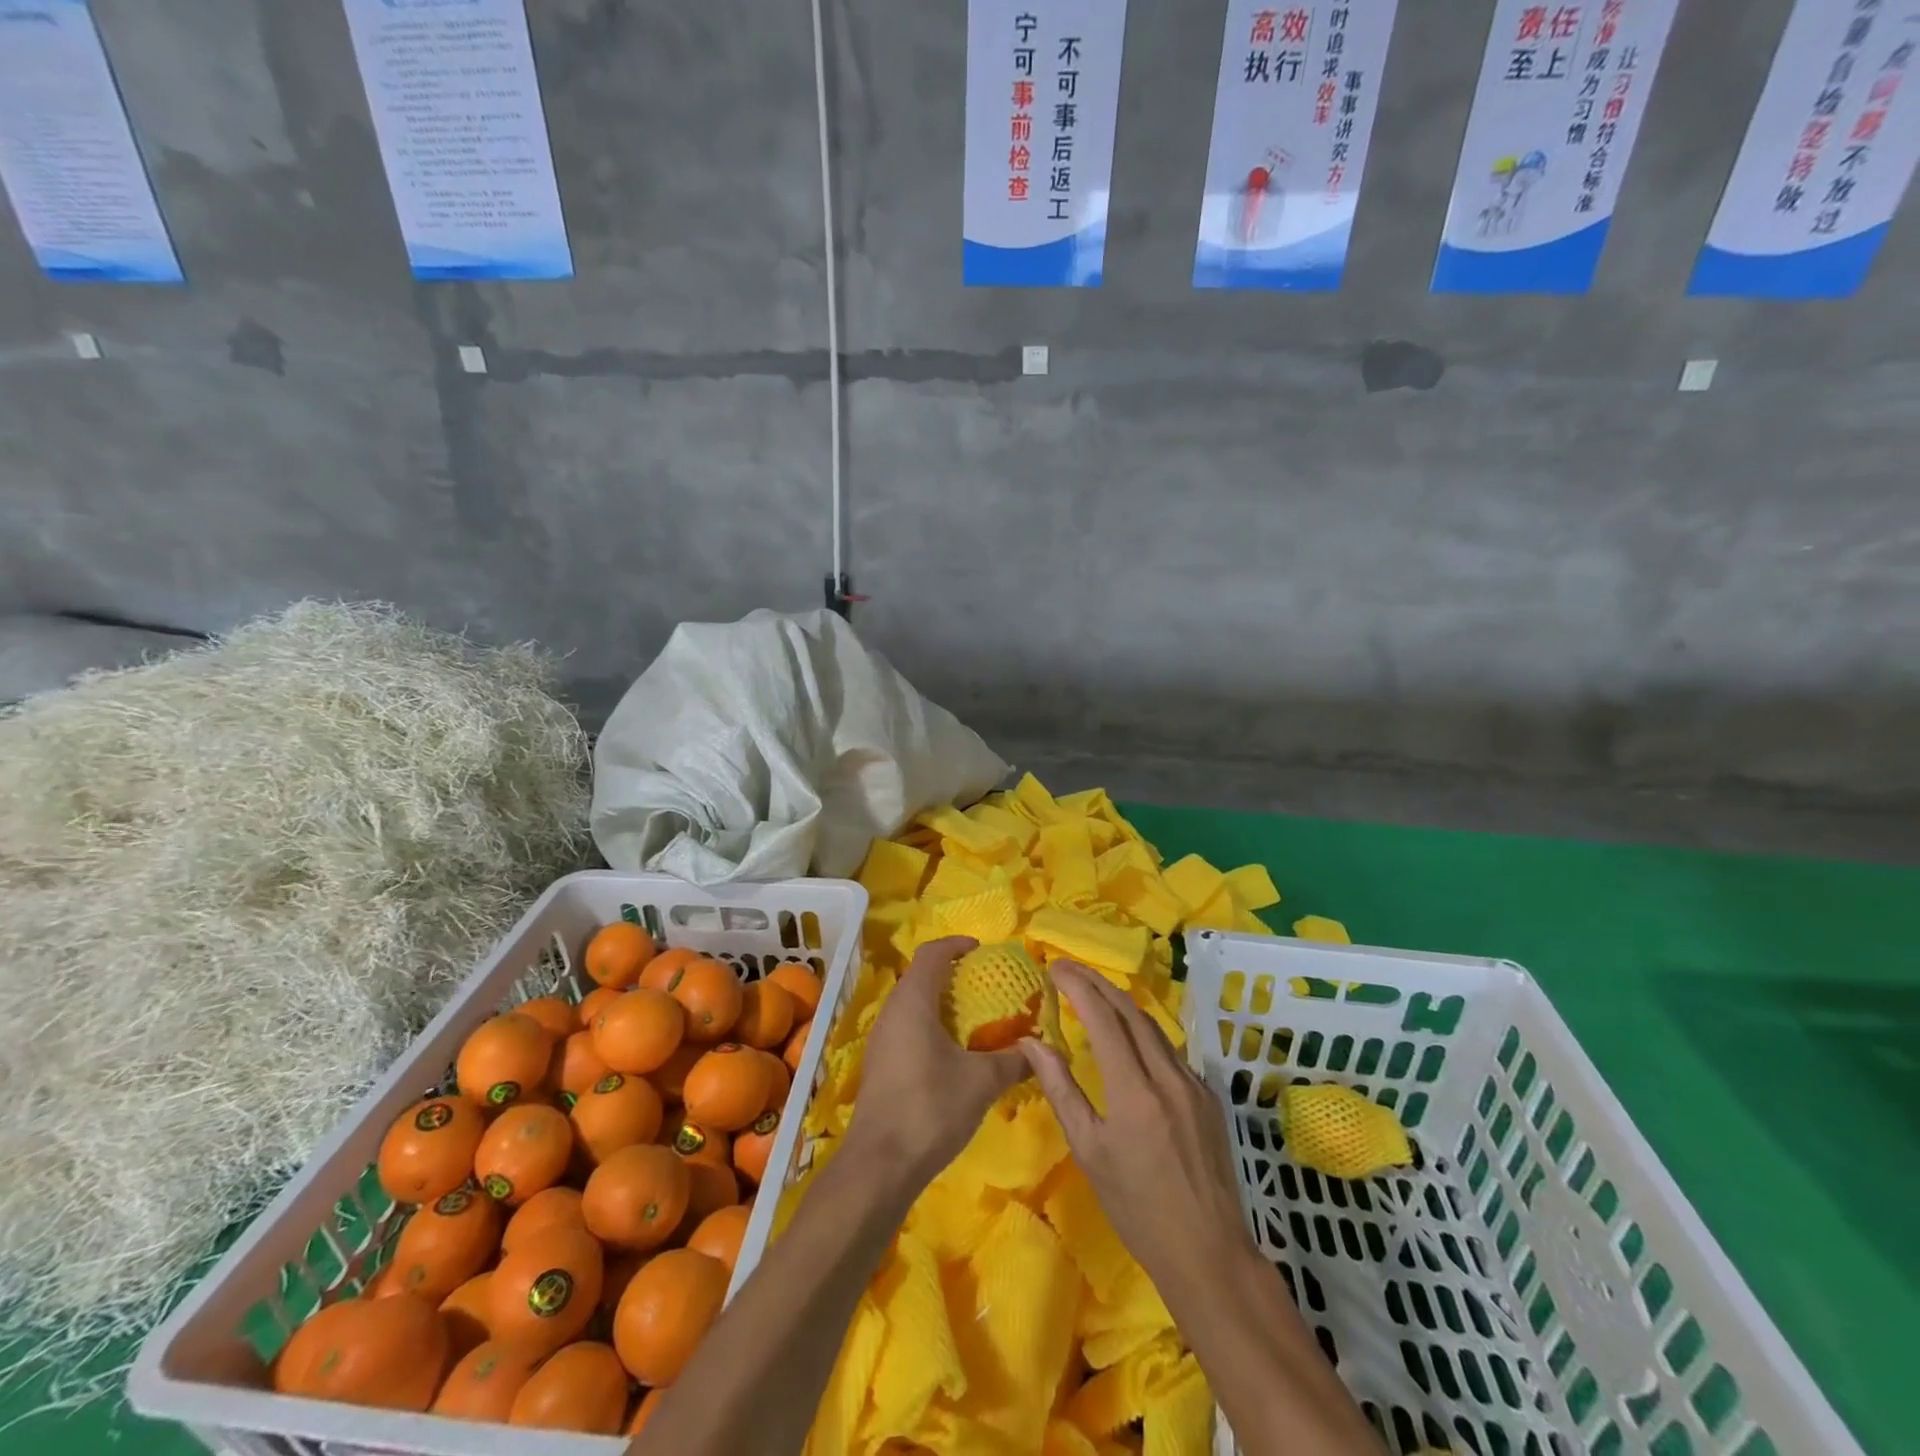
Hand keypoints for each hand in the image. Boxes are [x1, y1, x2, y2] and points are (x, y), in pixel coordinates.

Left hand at [843, 936, 1030, 1193]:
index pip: (931, 953)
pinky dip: (931, 1027)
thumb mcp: (981, 1082)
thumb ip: (1013, 1060)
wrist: (879, 1165)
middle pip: (921, 977)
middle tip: (986, 985)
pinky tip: (953, 1054)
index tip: (981, 950)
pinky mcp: (880, 1066)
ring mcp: (882, 1040)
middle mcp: (892, 1012)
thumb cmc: (930, 1108)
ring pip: (913, 1006)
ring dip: (942, 1004)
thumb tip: (1041, 1049)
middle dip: (952, 975)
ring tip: (975, 1019)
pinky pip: (907, 1029)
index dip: (956, 945)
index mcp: (913, 1001)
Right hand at [1020, 960, 1256, 1296]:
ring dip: (1120, 1002)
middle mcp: (1168, 1076)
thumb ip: (1060, 1089)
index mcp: (1134, 1090)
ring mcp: (1194, 1083)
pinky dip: (1142, 1031)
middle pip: (1130, 1010)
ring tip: (1092, 991)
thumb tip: (1032, 1042)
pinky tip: (1128, 1036)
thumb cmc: (1136, 1207)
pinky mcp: (1208, 1095)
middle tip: (1068, 968)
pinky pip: (1169, 1049)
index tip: (1054, 967)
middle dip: (1097, 982)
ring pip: (1153, 1026)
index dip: (1078, 986)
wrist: (1208, 1251)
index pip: (1103, 1018)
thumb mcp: (1088, 1150)